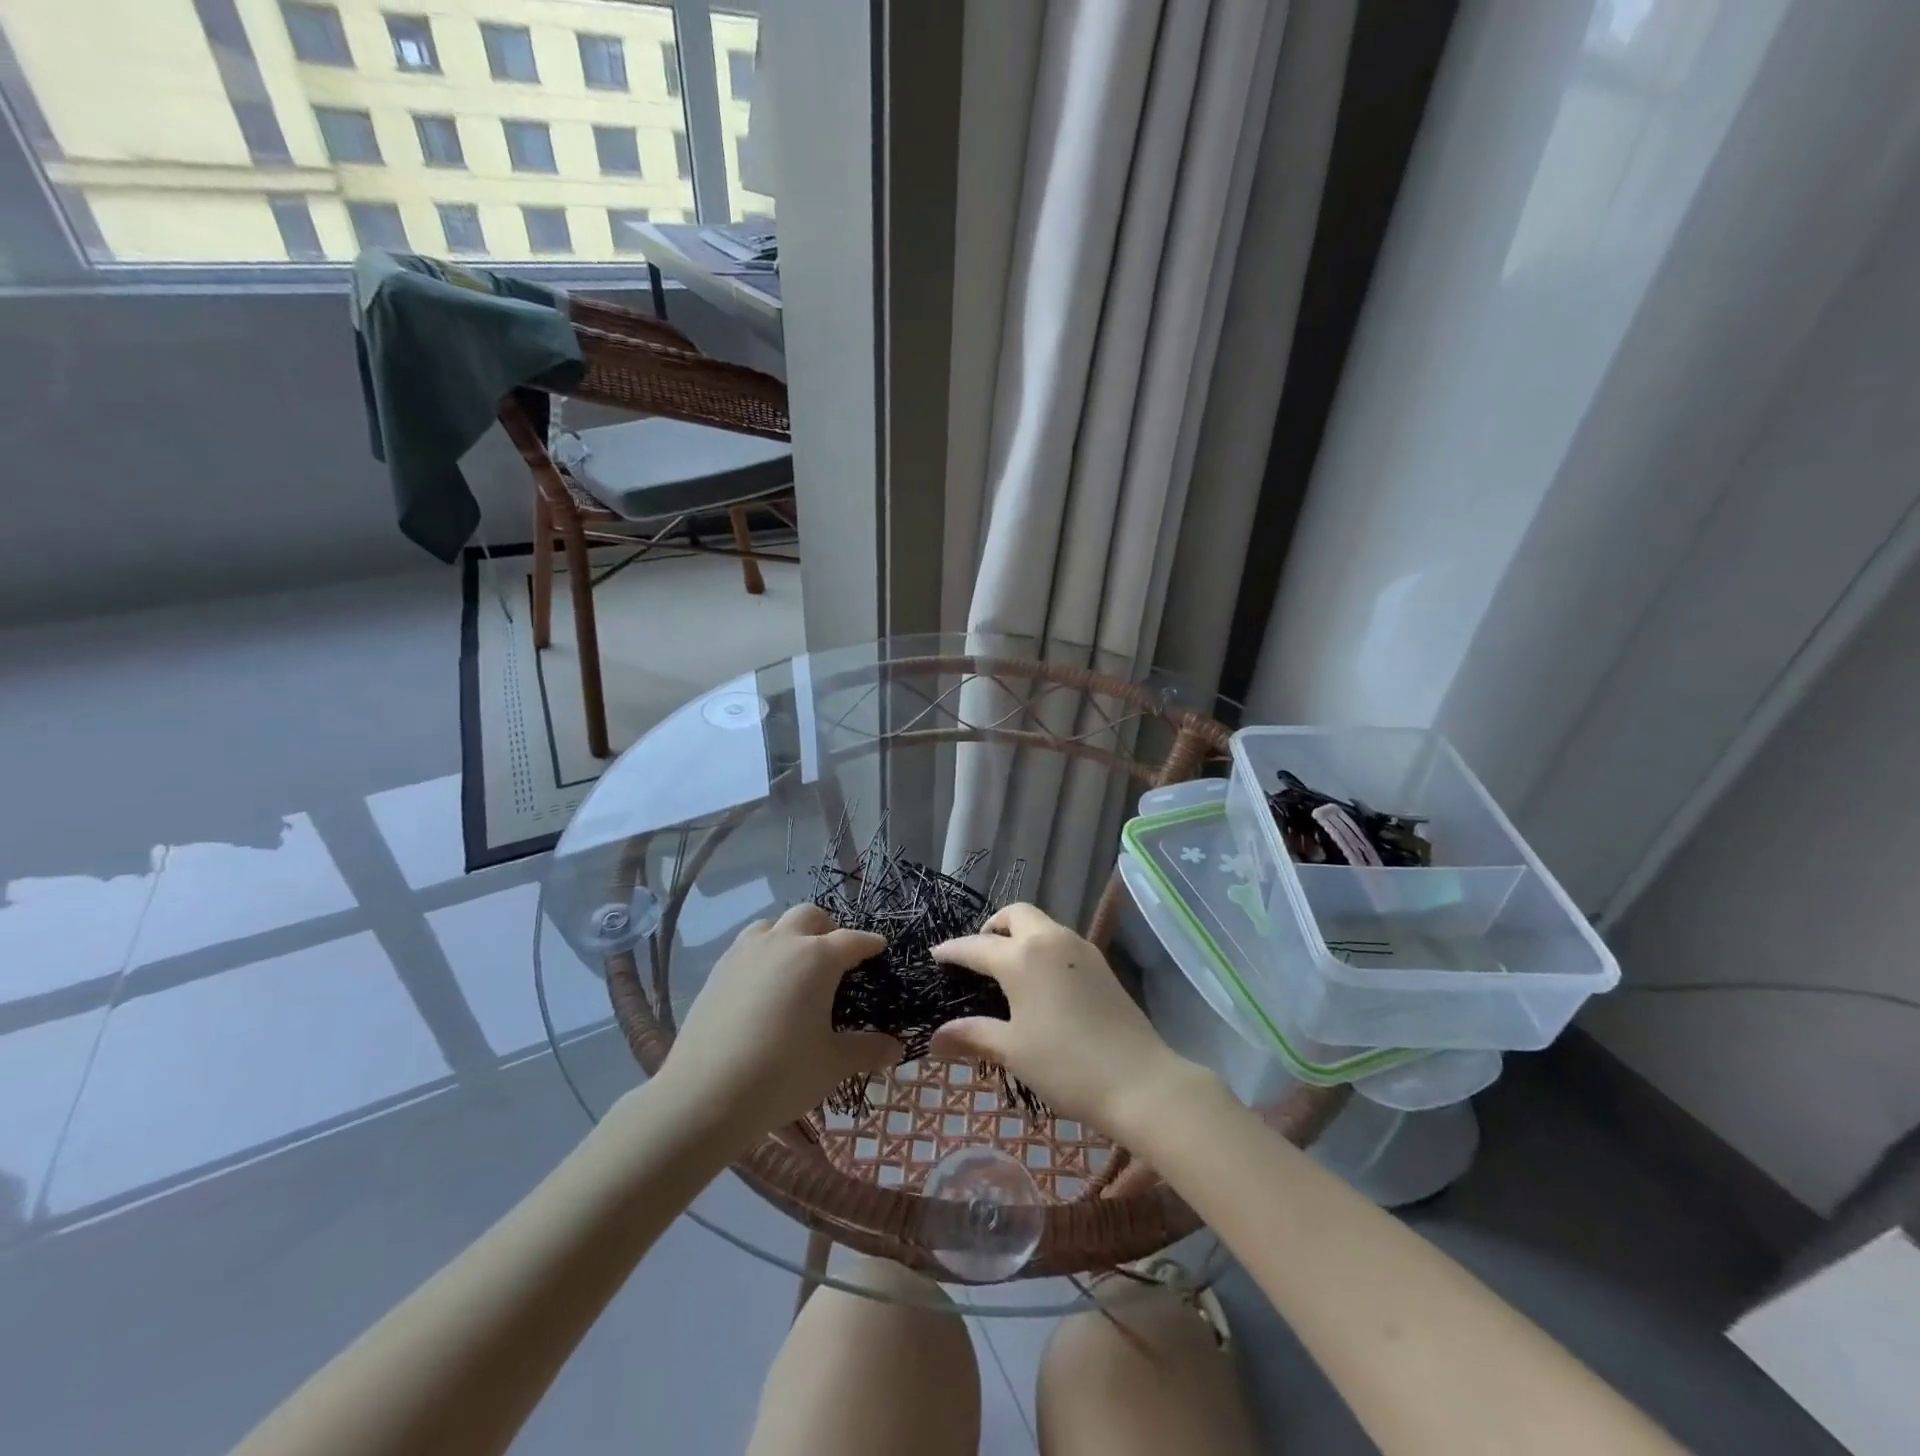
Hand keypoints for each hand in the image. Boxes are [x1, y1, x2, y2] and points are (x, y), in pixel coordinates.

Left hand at [658, 904, 901, 1139]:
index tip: (879, 948)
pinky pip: (747, 946)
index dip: (870, 943)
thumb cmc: (781, 1074)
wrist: (704, 1095)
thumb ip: (867, 1050)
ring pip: (773, 925)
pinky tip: (762, 985)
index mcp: (817, 958)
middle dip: (828, 929)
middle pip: (810, 916)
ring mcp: (745, 952)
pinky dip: (763, 952)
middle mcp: (782, 943)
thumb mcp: (833, 1064)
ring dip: (790, 935)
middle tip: (836, 957)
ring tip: (795, 965)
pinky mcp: (718, 970)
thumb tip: (897, 1047)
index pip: (853, 940)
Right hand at [929, 903, 1202, 1135]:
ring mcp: (1080, 948)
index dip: (952, 950)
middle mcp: (1050, 940)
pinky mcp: (1101, 963)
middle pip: (1015, 914)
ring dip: (1020, 934)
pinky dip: (1043, 947)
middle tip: (979, 956)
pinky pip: (1062, 940)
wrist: (1139, 1080)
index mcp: (1022, 957)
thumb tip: (935, 1038)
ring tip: (1008, 968)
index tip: (936, 955)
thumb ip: (973, 1036)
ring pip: (1042, 924)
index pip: (976, 945)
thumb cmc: (1066, 1065)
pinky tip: (1041, 980)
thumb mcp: (1013, 1051)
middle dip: (992, 927)